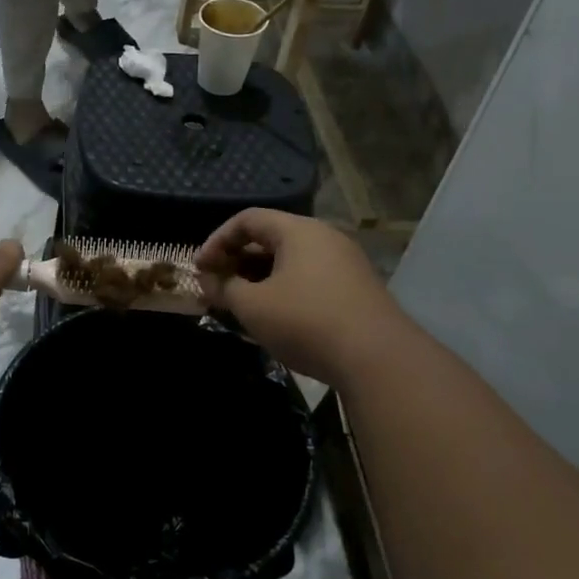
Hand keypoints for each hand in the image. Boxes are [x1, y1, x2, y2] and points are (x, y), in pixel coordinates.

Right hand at [196, 209, 400, 387]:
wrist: (378, 359)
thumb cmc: (306, 321)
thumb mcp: (253, 306)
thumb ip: (224, 289)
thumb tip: (207, 281)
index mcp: (298, 231)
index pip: (247, 219)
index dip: (217, 240)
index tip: (200, 268)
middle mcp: (324, 238)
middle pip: (270, 238)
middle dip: (237, 261)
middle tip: (217, 286)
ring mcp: (344, 264)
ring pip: (290, 261)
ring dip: (259, 278)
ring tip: (240, 305)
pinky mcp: (355, 290)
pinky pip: (308, 279)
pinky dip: (283, 290)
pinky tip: (274, 318)